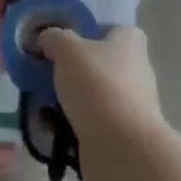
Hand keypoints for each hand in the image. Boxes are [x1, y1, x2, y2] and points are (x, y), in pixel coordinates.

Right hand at [39, 25, 163, 154]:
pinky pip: (93, 125)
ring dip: (73, 99)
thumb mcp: (66, 49)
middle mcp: (137, 73)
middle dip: (77, 69)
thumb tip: (48, 39)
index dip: (94, 31)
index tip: (69, 39)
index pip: (117, 29)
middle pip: (104, 64)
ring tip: (43, 102)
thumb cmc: (97, 85)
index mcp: (130, 44)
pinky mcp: (124, 138)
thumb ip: (54, 38)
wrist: (122, 150)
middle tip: (49, 71)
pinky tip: (51, 128)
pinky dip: (74, 126)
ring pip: (96, 96)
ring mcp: (133, 108)